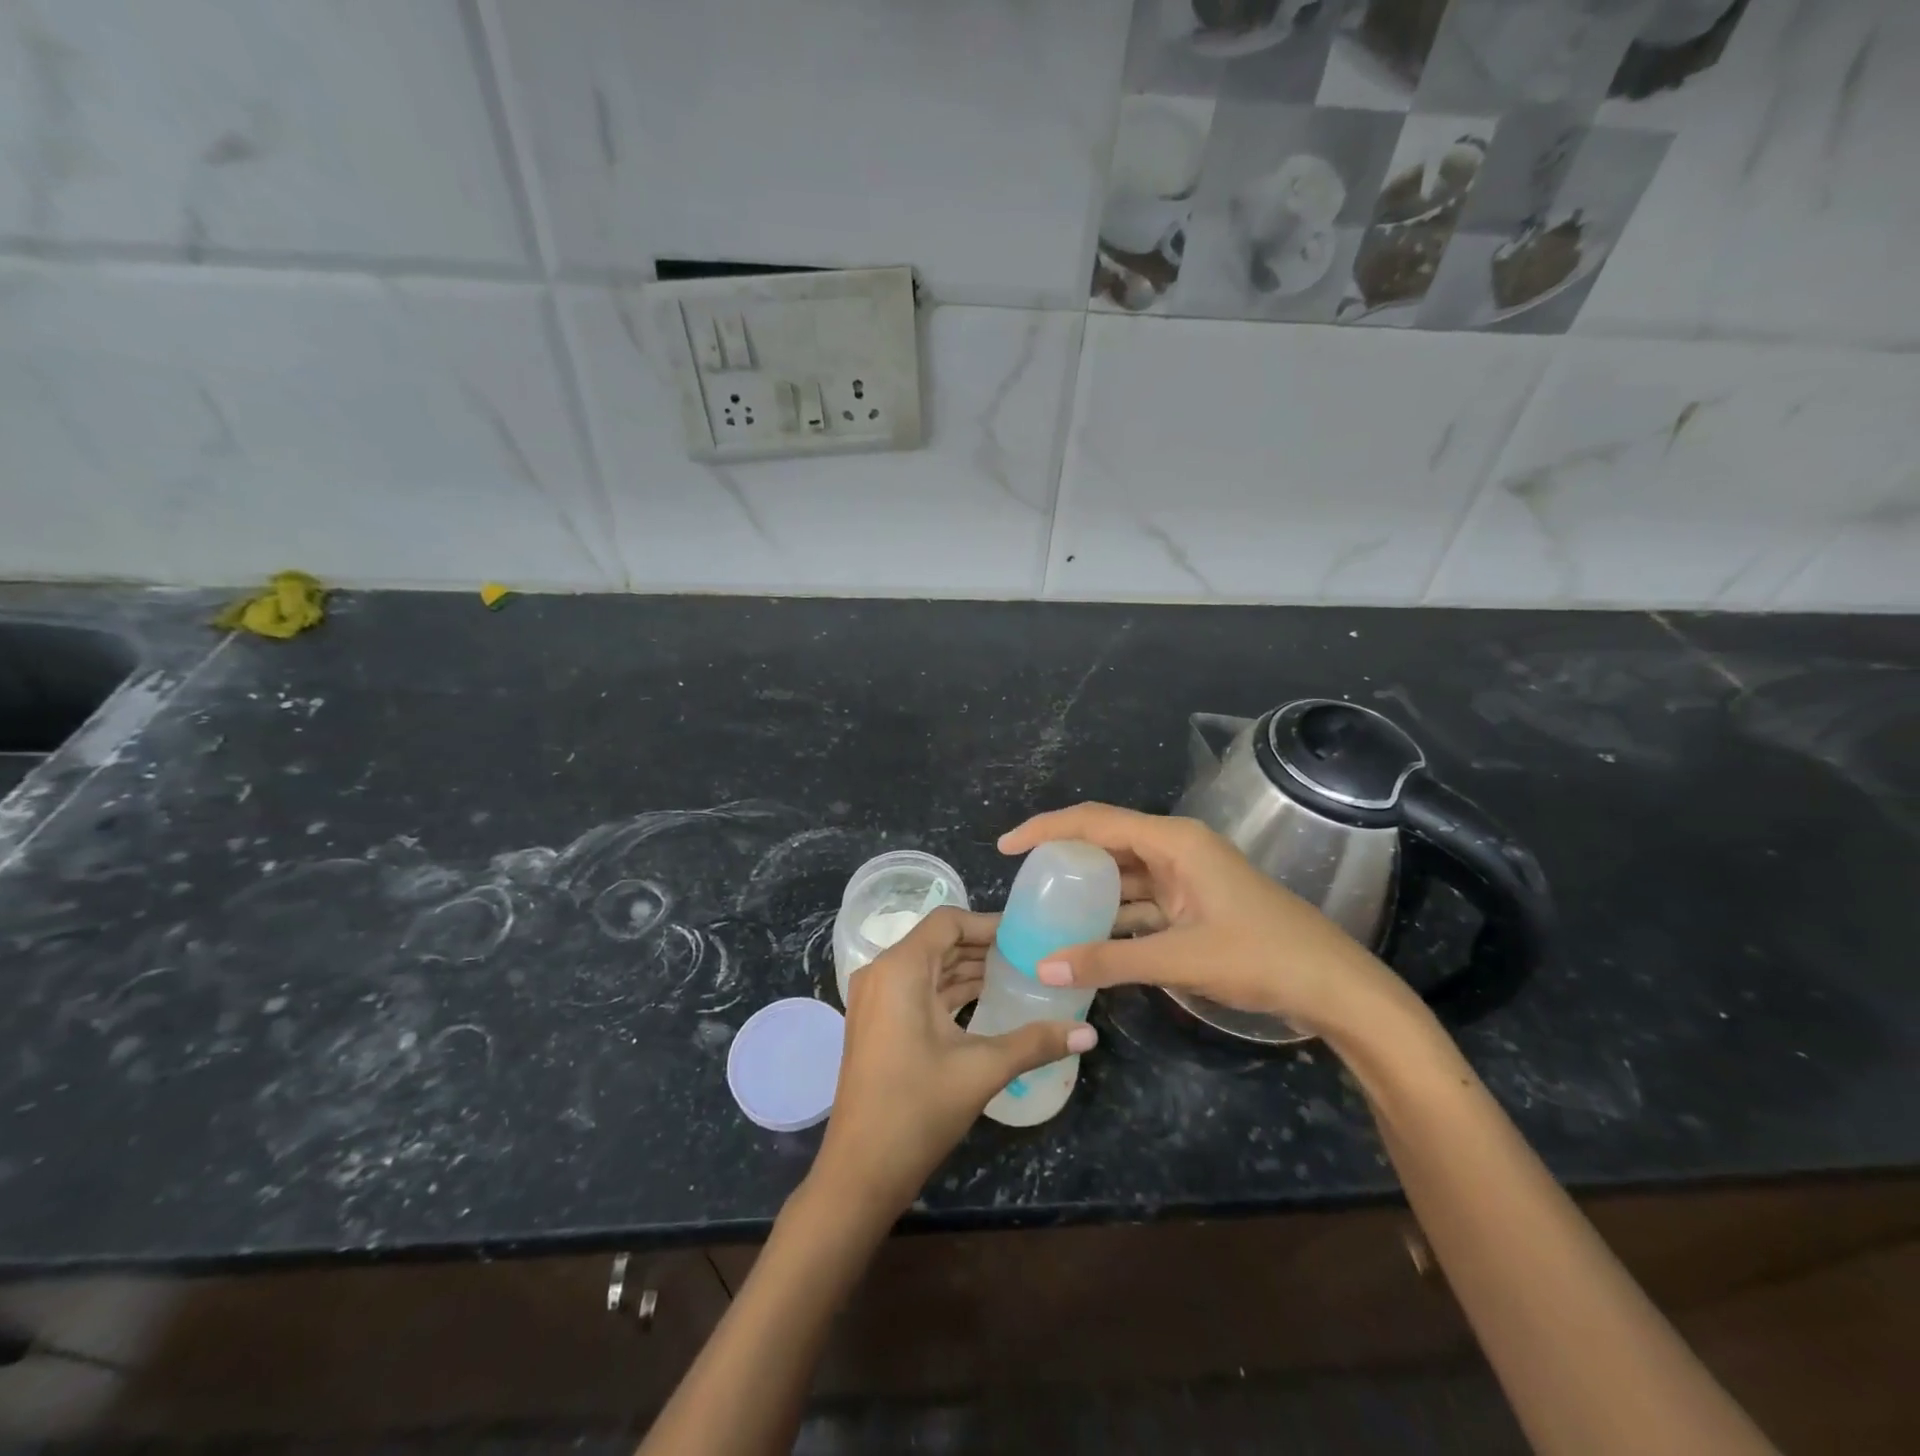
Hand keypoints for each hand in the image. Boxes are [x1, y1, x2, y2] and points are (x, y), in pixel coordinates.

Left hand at [809, 907, 1096, 1224]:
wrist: (860, 1172)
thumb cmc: (917, 1110)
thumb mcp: (981, 1070)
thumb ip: (1036, 1043)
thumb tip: (1090, 1033)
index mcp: (900, 969)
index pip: (948, 921)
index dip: (988, 923)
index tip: (1026, 935)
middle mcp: (882, 973)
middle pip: (939, 942)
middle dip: (983, 947)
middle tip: (1030, 955)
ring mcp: (876, 999)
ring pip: (929, 967)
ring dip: (968, 969)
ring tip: (1017, 975)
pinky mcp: (878, 1023)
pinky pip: (918, 990)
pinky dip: (950, 991)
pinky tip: (987, 1001)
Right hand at [998, 803, 1401, 1039]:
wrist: (1336, 987)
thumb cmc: (1262, 957)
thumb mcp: (1180, 958)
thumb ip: (1109, 961)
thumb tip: (1042, 965)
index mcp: (1174, 841)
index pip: (1095, 821)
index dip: (1047, 829)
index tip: (1006, 847)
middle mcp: (1178, 849)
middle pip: (1107, 841)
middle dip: (1064, 856)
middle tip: (1023, 879)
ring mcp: (1189, 876)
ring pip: (1124, 873)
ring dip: (1089, 888)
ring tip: (1046, 906)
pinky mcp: (1196, 903)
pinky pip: (1142, 900)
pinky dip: (1114, 914)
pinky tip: (1088, 934)